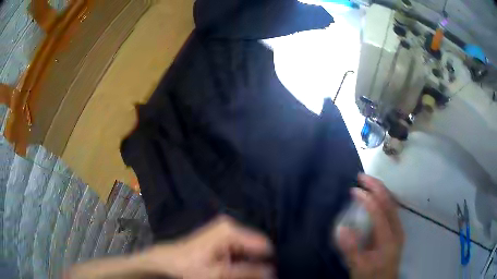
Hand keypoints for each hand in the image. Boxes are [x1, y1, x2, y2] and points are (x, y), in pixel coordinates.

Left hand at [140, 216, 273, 278]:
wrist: (168, 260)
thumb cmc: (191, 267)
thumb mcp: (220, 273)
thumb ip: (248, 272)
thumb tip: (273, 272)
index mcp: (231, 231)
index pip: (264, 245)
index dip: (267, 262)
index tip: (266, 276)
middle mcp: (231, 226)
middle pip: (256, 246)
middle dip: (257, 262)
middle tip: (249, 276)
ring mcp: (226, 229)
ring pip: (249, 248)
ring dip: (249, 262)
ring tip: (239, 273)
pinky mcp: (222, 236)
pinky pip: (240, 248)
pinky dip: (241, 260)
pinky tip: (233, 268)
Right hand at [337, 174, 403, 278]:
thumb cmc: (371, 276)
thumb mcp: (358, 267)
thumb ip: (351, 249)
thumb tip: (341, 229)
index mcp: (388, 239)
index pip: (379, 212)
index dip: (367, 199)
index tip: (353, 190)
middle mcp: (397, 230)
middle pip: (389, 202)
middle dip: (376, 186)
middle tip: (361, 177)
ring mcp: (398, 229)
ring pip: (392, 203)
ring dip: (380, 190)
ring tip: (367, 182)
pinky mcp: (396, 231)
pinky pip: (391, 208)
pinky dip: (382, 198)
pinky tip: (375, 196)